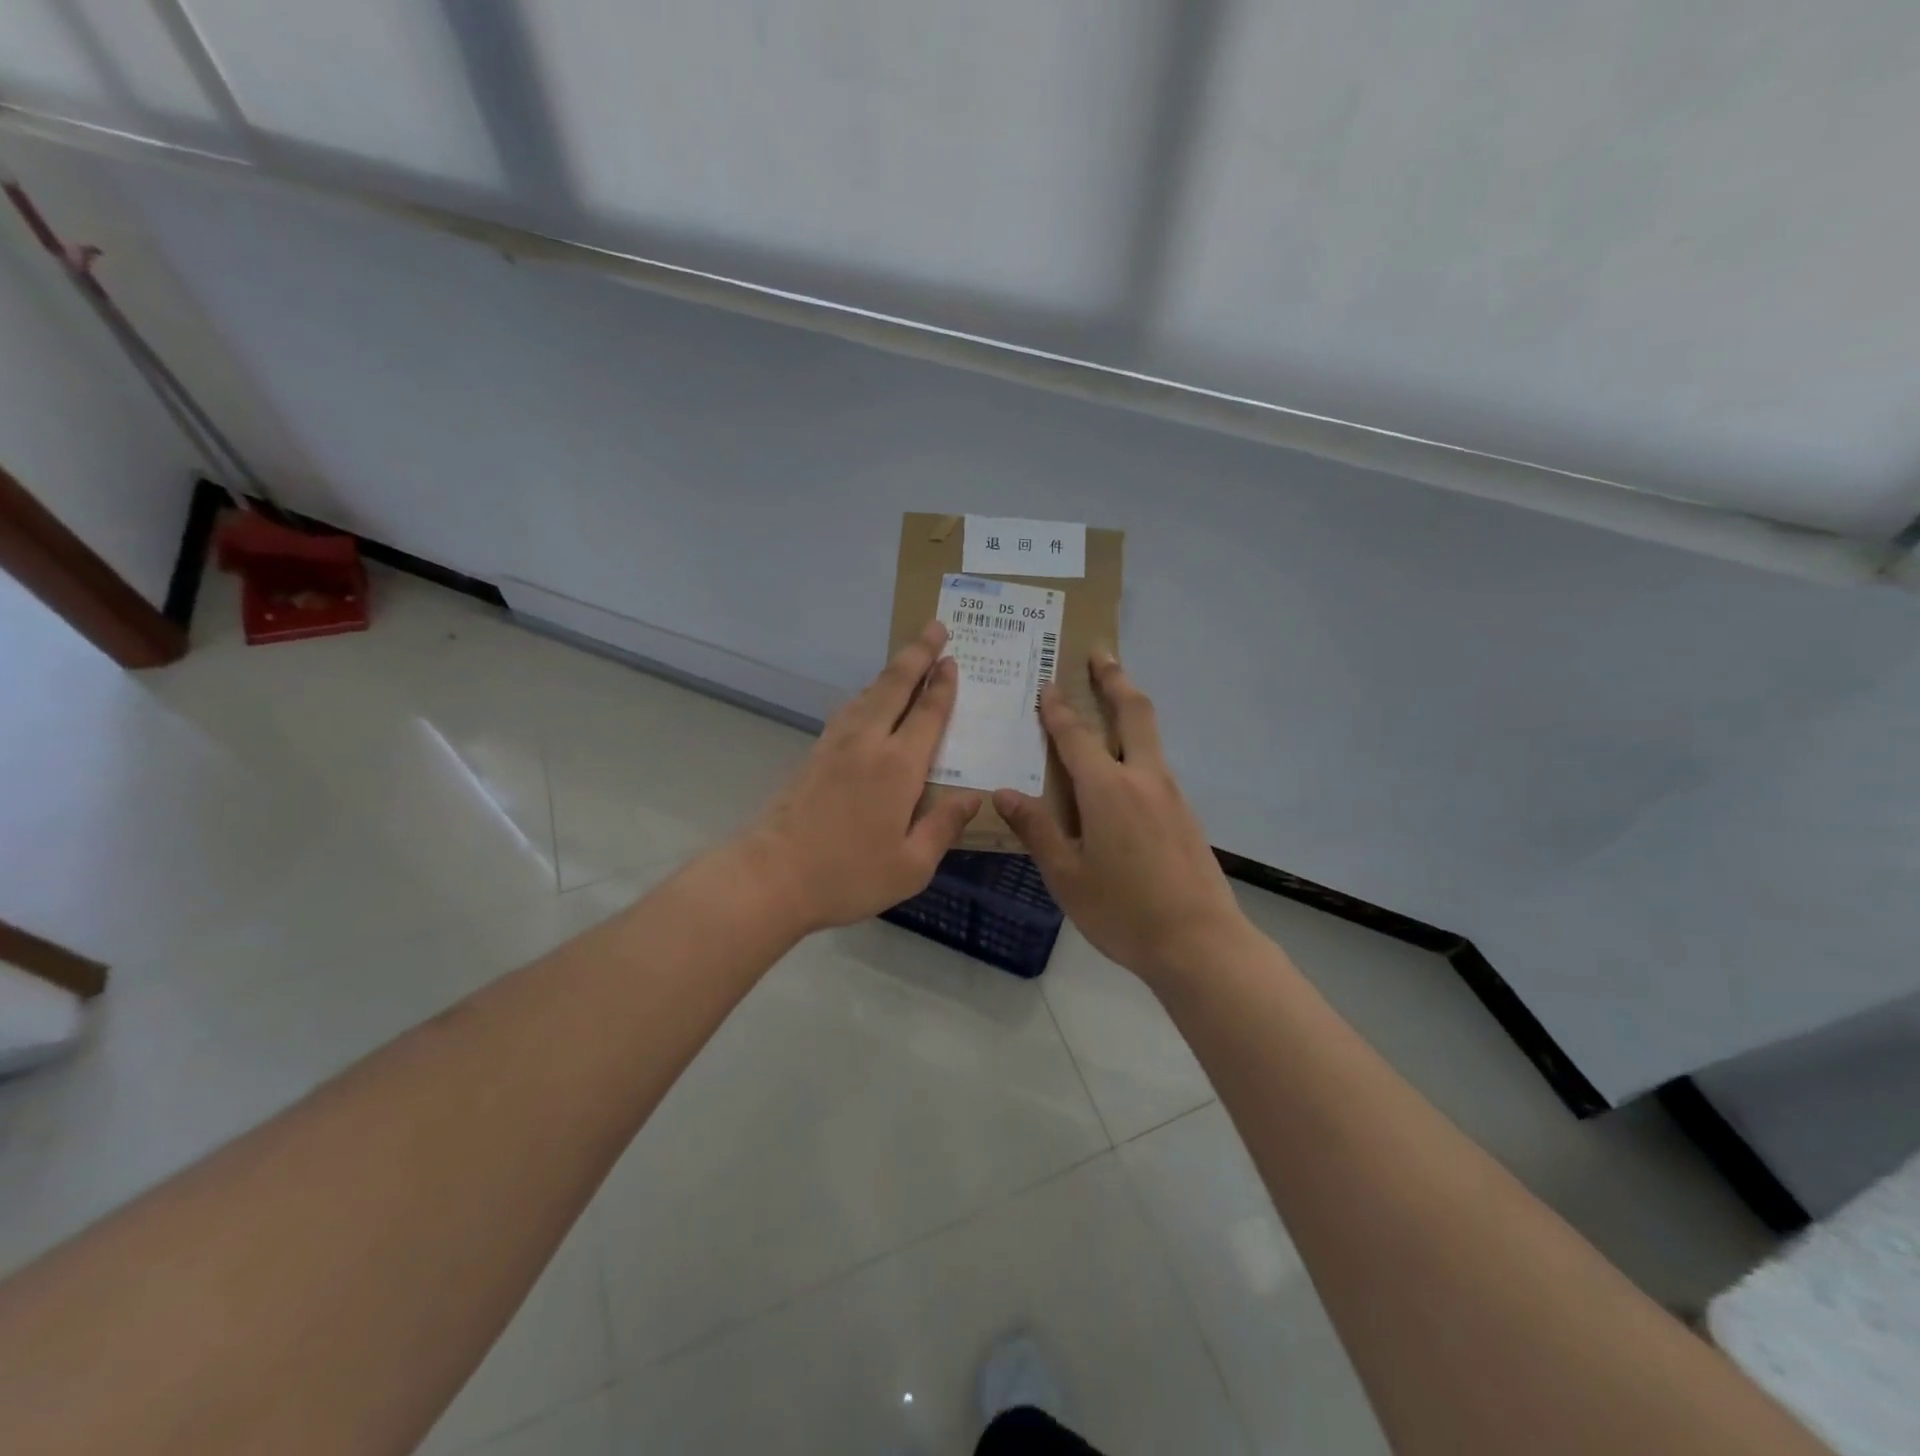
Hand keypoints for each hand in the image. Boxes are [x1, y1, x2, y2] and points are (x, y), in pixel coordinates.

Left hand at [742, 620, 981, 932]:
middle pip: (895, 686)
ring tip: (907, 659)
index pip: (928, 714)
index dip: (942, 685)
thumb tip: (974, 798)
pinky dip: (868, 696)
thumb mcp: (911, 866)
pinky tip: (868, 702)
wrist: (770, 876)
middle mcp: (868, 744)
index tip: (952, 658)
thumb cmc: (847, 875)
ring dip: (891, 673)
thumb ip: (944, 826)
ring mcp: (835, 746)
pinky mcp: (813, 755)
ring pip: (868, 695)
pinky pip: (849, 712)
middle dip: (917, 654)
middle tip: (934, 626)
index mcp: (899, 767)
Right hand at [993, 652, 1246, 987]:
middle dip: (1114, 679)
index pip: (1076, 736)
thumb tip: (1004, 793)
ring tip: (1112, 696)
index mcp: (1108, 790)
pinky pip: (1157, 763)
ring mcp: (1171, 794)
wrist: (1200, 943)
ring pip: (1150, 735)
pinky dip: (1139, 743)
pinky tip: (1124, 765)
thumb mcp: (1068, 876)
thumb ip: (1037, 829)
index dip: (1058, 709)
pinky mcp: (1185, 813)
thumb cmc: (1123, 911)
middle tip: (1100, 653)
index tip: (1047, 684)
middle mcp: (1143, 779)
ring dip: (1130, 707)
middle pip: (1133, 713)